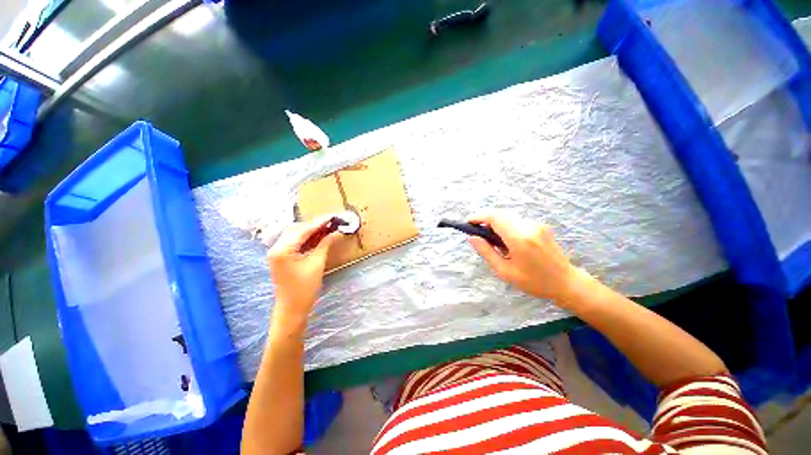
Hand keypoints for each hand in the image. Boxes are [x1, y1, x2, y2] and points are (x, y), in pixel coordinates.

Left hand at [268, 215, 341, 321]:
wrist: (292, 308)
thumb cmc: (304, 288)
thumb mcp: (317, 264)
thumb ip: (325, 244)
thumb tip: (338, 232)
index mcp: (282, 249)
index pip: (303, 230)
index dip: (320, 222)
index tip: (334, 216)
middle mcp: (276, 247)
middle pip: (297, 229)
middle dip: (315, 225)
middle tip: (332, 223)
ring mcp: (278, 252)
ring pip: (296, 234)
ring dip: (311, 231)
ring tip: (328, 228)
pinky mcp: (282, 257)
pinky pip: (295, 242)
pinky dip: (307, 238)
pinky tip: (319, 237)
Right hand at [467, 213, 588, 303]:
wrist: (566, 282)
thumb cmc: (533, 281)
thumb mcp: (504, 271)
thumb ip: (486, 252)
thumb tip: (472, 237)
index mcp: (519, 238)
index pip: (494, 217)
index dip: (479, 217)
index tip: (469, 222)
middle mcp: (529, 226)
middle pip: (500, 214)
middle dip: (486, 220)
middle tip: (479, 234)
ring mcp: (537, 225)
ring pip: (509, 217)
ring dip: (497, 224)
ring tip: (495, 242)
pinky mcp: (541, 226)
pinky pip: (518, 221)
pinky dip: (507, 227)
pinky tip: (509, 242)